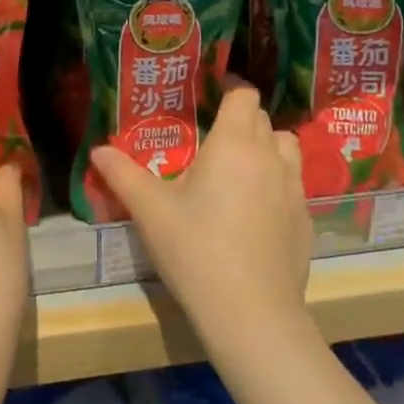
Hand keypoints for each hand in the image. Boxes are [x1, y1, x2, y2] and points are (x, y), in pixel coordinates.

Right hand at [90, 81, 311, 355]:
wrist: (252, 314)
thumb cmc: (196, 250)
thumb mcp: (150, 211)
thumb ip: (123, 175)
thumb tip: (98, 150)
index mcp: (234, 144)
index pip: (244, 95)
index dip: (230, 89)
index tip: (210, 96)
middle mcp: (270, 157)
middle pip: (263, 119)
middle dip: (241, 119)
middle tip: (212, 138)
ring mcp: (294, 190)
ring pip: (287, 148)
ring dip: (266, 147)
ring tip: (239, 168)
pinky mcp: (306, 221)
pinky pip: (294, 185)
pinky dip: (277, 184)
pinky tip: (255, 212)